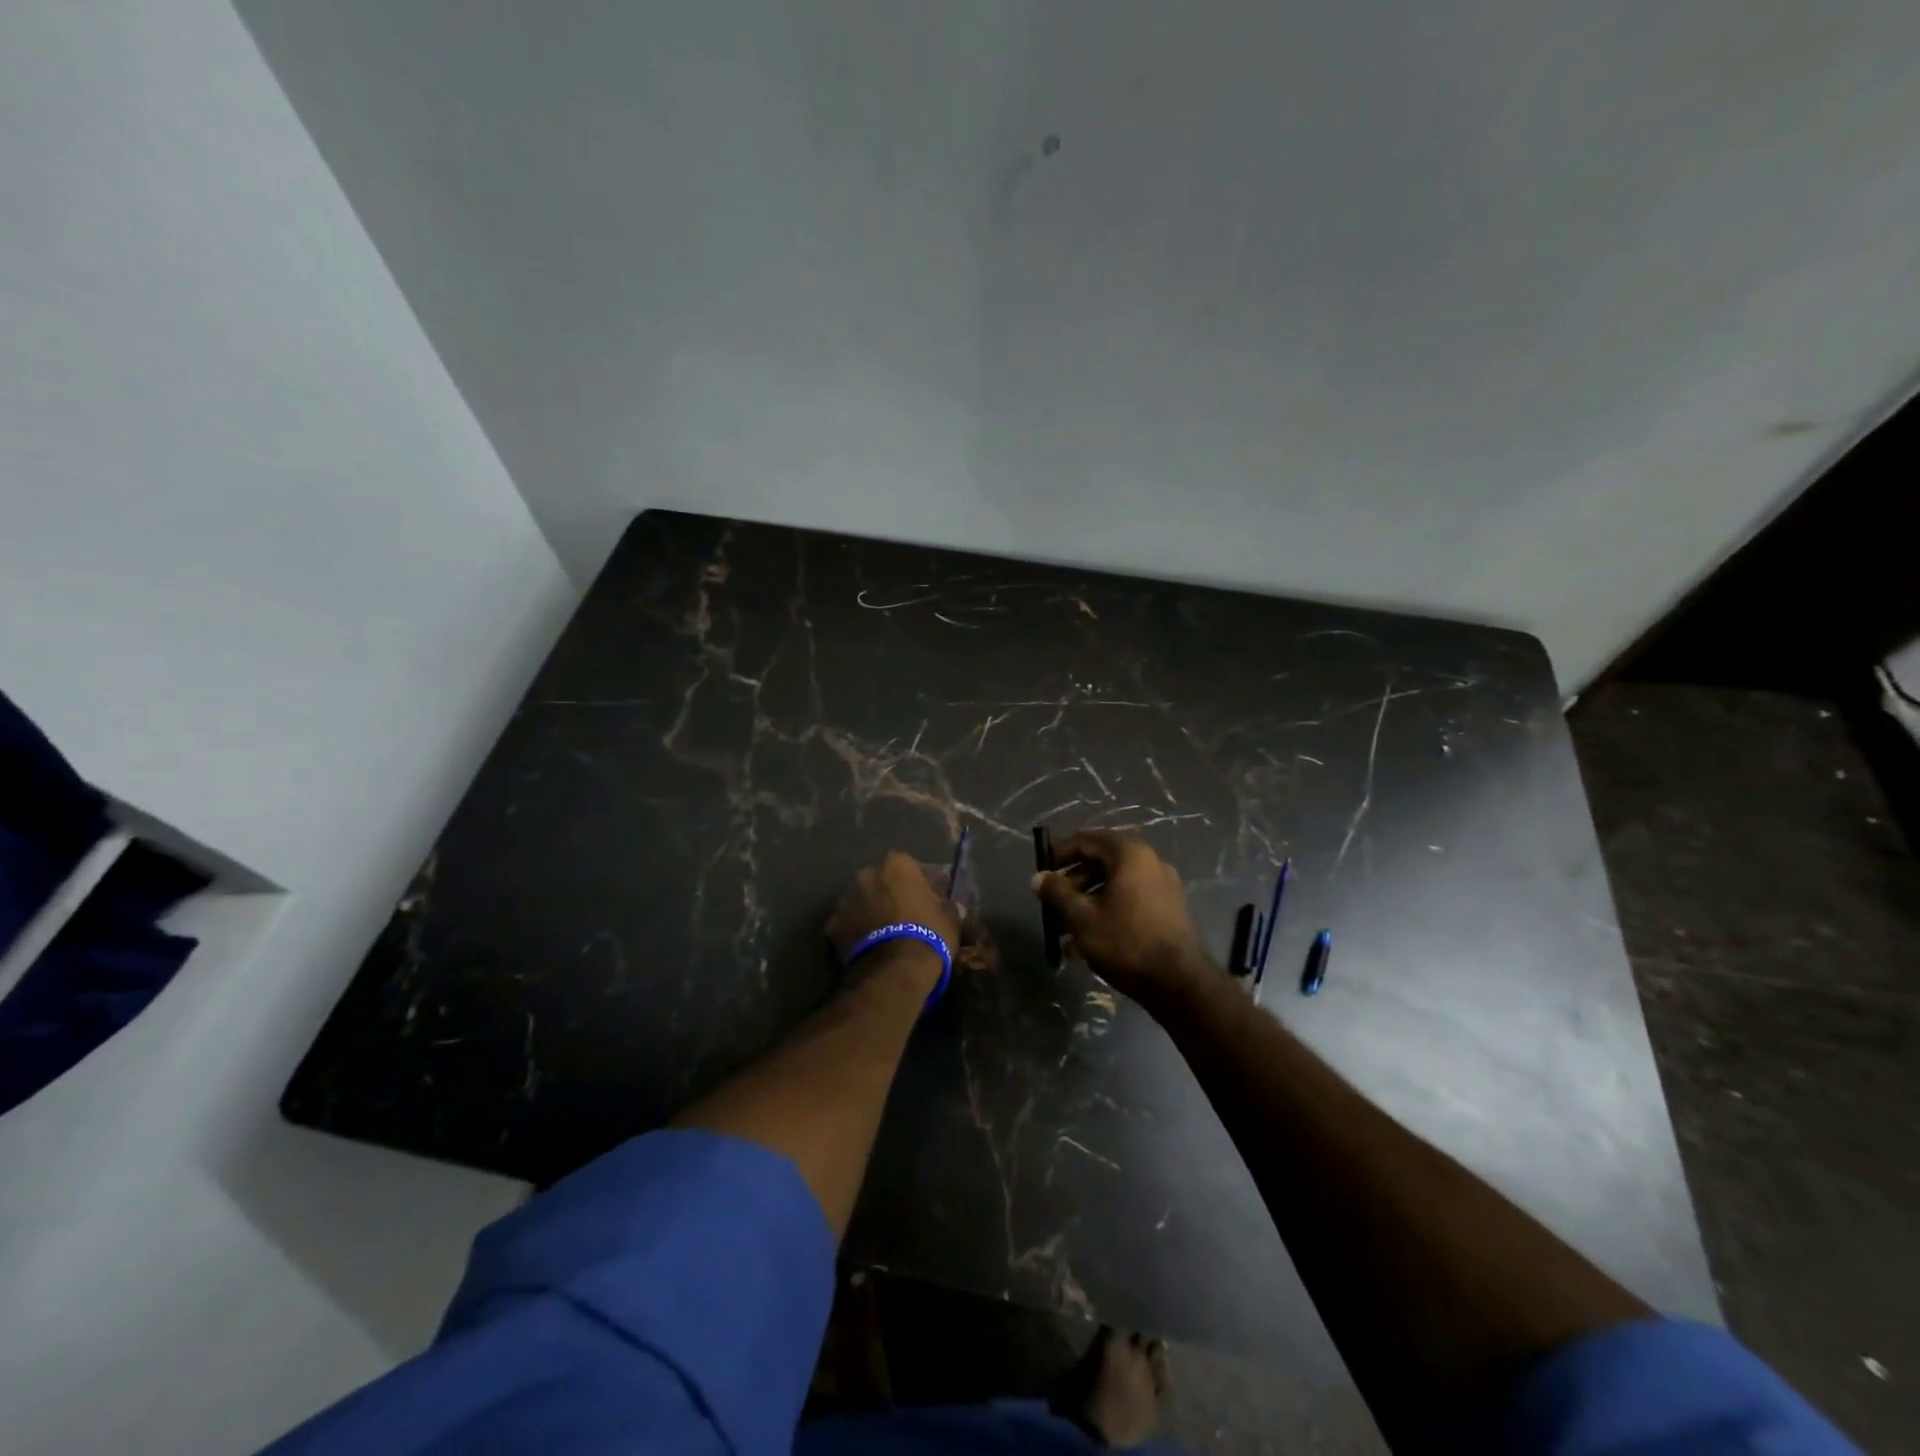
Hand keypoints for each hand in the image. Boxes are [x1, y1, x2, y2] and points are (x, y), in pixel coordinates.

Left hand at [827, 851, 961, 986]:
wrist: (894, 971)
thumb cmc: (928, 935)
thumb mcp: (950, 919)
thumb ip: (946, 906)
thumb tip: (948, 906)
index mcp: (896, 864)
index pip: (909, 866)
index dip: (917, 883)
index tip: (925, 899)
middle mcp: (866, 874)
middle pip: (879, 880)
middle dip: (888, 893)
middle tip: (902, 915)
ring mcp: (844, 899)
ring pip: (860, 900)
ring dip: (869, 910)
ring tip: (883, 933)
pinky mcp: (831, 926)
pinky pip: (847, 923)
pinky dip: (854, 931)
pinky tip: (868, 947)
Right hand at [1032, 832, 1208, 1010]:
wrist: (1179, 983)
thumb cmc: (1125, 941)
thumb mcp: (1081, 916)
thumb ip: (1057, 892)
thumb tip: (1038, 878)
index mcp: (1130, 854)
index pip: (1087, 840)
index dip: (1060, 853)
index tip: (1042, 872)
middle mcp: (1149, 862)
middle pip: (1101, 863)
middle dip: (1072, 884)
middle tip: (1051, 905)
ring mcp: (1162, 887)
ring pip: (1114, 886)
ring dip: (1086, 903)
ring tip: (1064, 932)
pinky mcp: (1168, 911)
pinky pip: (1129, 902)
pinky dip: (1106, 913)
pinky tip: (1087, 943)